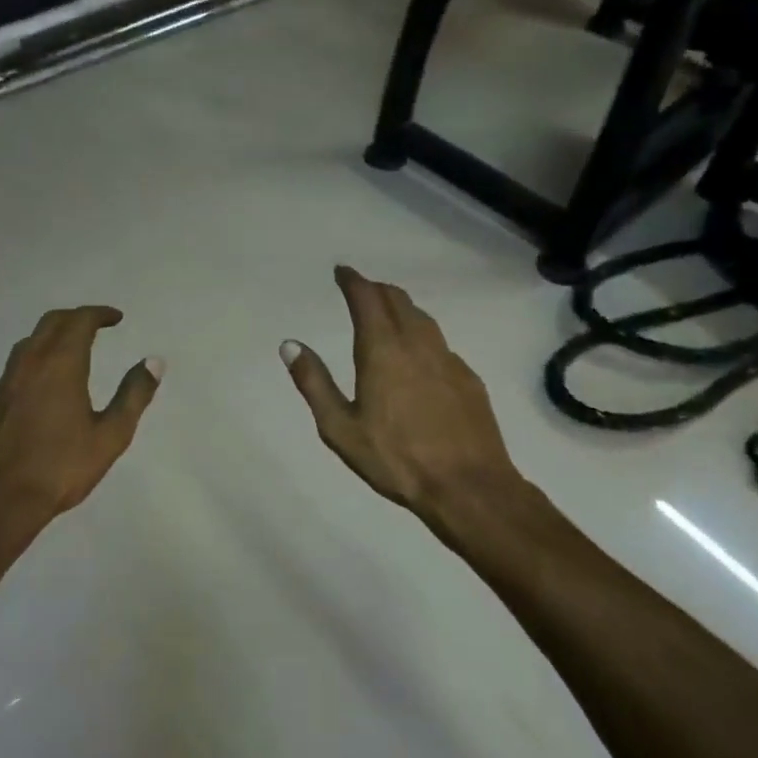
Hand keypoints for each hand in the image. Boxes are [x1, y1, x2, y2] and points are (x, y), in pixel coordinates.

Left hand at [0, 305, 162, 530]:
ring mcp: (6, 382)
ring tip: (73, 347)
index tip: (116, 318)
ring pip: (30, 341)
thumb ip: (134, 395)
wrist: (1, 500)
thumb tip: (154, 361)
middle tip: (97, 325)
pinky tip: (45, 381)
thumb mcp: (111, 435)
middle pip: (51, 323)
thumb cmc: (62, 467)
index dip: (99, 314)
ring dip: (53, 334)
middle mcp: (30, 364)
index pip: (79, 321)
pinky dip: (37, 356)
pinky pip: (17, 364)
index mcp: (60, 366)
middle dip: (76, 317)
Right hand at [281, 267, 520, 523]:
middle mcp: (418, 344)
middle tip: (361, 290)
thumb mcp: (340, 428)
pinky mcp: (468, 378)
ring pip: (423, 318)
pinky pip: (440, 342)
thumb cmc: (396, 459)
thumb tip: (290, 345)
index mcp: (382, 350)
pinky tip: (419, 355)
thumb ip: (314, 383)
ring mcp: (448, 359)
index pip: (367, 299)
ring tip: (388, 313)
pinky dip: (422, 334)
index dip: (353, 281)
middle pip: (397, 300)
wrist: (468, 486)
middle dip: (376, 289)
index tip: (342, 271)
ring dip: (401, 307)